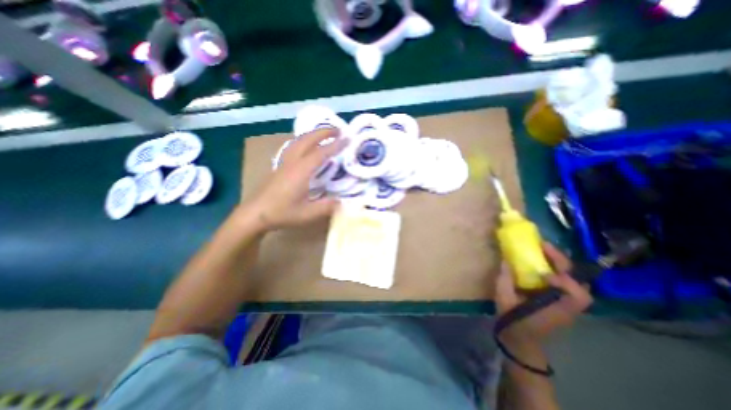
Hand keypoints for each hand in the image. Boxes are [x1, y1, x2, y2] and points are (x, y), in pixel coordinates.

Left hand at [246, 128, 346, 229]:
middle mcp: (292, 162)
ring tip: (325, 135)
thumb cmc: (281, 213)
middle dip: (324, 132)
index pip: (321, 153)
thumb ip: (326, 207)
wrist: (254, 214)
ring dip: (313, 134)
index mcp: (301, 171)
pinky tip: (307, 147)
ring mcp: (284, 162)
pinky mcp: (279, 166)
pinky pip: (294, 146)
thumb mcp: (307, 214)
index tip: (348, 139)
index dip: (335, 145)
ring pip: (299, 141)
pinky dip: (304, 141)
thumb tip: (342, 201)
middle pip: (308, 139)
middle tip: (339, 130)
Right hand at [496, 243, 592, 344]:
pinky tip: (541, 262)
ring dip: (560, 264)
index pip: (576, 295)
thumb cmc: (513, 321)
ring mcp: (565, 303)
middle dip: (562, 262)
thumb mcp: (504, 300)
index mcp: (556, 308)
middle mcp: (566, 305)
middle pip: (577, 282)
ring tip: (543, 250)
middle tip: (543, 246)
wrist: (521, 340)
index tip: (543, 273)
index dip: (563, 281)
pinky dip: (556, 269)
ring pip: (573, 280)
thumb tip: (506, 260)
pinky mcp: (560, 301)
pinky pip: (564, 282)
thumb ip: (504, 280)